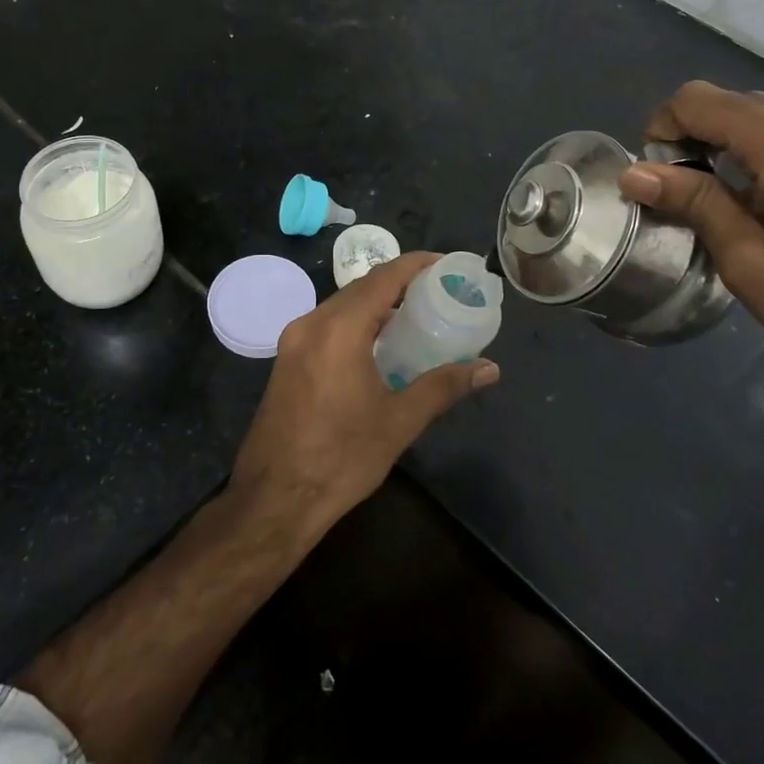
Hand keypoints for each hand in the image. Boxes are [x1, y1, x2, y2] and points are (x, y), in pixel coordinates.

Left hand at [229, 252, 499, 530]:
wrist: (273, 499)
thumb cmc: (341, 458)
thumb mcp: (399, 421)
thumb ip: (444, 387)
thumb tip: (489, 368)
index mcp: (339, 329)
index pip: (383, 278)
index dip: (416, 264)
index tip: (446, 264)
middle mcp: (311, 324)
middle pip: (361, 288)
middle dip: (399, 284)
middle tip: (437, 292)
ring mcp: (293, 342)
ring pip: (341, 306)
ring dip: (376, 305)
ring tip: (415, 315)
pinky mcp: (286, 361)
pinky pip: (327, 326)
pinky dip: (356, 323)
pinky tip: (378, 345)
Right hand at [618, 82, 763, 382]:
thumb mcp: (751, 261)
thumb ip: (694, 203)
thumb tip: (634, 171)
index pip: (697, 100)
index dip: (661, 129)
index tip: (657, 179)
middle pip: (727, 102)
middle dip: (690, 137)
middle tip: (684, 197)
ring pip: (759, 115)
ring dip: (724, 145)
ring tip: (722, 204)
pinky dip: (758, 151)